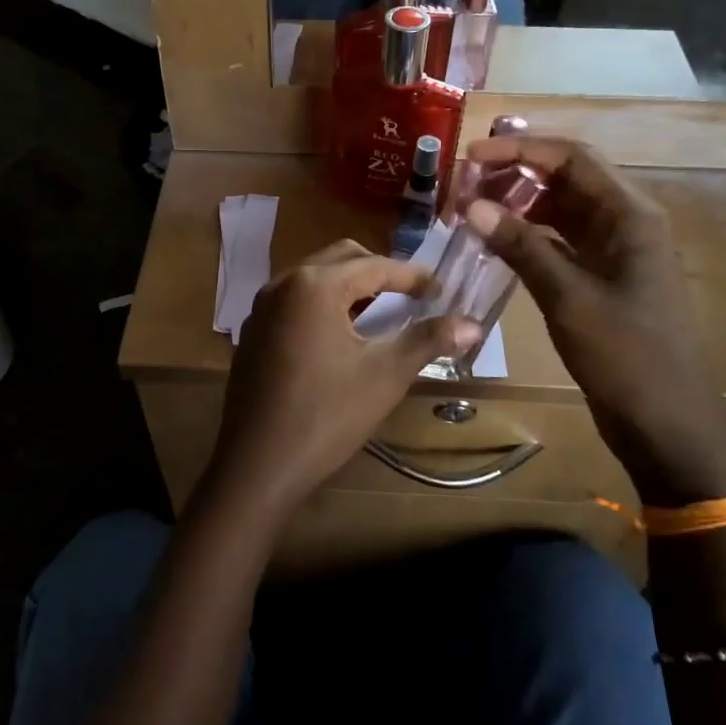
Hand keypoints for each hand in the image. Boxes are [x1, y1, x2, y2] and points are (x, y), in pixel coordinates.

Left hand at [204, 241, 479, 526]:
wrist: (257, 465)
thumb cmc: (326, 415)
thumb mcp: (385, 375)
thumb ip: (427, 341)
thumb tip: (473, 324)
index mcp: (314, 285)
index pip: (374, 265)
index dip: (412, 276)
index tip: (441, 289)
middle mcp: (282, 284)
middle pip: (340, 259)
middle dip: (379, 272)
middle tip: (412, 295)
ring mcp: (261, 308)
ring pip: (314, 278)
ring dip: (349, 286)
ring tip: (380, 311)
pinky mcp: (252, 332)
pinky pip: (294, 301)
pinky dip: (322, 304)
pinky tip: (340, 335)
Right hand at [462, 138, 725, 503]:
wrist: (667, 425)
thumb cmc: (627, 357)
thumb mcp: (569, 298)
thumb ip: (521, 247)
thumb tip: (472, 205)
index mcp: (630, 215)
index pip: (571, 159)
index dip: (520, 150)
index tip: (470, 156)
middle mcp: (624, 223)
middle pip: (565, 179)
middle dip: (514, 175)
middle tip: (463, 185)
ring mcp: (613, 252)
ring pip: (560, 210)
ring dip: (517, 205)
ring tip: (470, 209)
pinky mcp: (601, 279)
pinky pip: (559, 242)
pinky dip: (526, 236)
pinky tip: (494, 242)